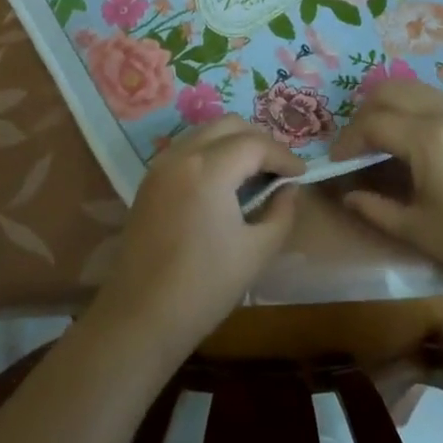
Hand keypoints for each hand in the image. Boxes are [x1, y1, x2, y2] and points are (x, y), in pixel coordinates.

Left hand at [88, 119, 305, 366]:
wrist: (140, 317)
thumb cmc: (204, 287)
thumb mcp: (256, 251)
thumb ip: (280, 212)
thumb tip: (288, 189)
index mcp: (208, 169)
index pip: (255, 144)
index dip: (283, 155)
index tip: (301, 174)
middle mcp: (181, 155)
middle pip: (228, 125)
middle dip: (259, 140)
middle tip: (279, 169)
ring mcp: (160, 165)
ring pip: (205, 132)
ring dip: (233, 142)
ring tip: (255, 173)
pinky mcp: (150, 180)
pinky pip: (187, 148)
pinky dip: (211, 152)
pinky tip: (225, 182)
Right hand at [332, 80, 442, 295]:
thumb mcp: (419, 231)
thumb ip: (376, 209)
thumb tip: (348, 195)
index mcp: (426, 138)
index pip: (373, 122)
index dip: (348, 140)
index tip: (337, 162)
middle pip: (393, 90)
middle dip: (366, 111)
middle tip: (357, 143)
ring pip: (419, 90)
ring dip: (393, 106)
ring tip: (384, 140)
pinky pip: (441, 104)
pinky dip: (418, 112)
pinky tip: (420, 146)